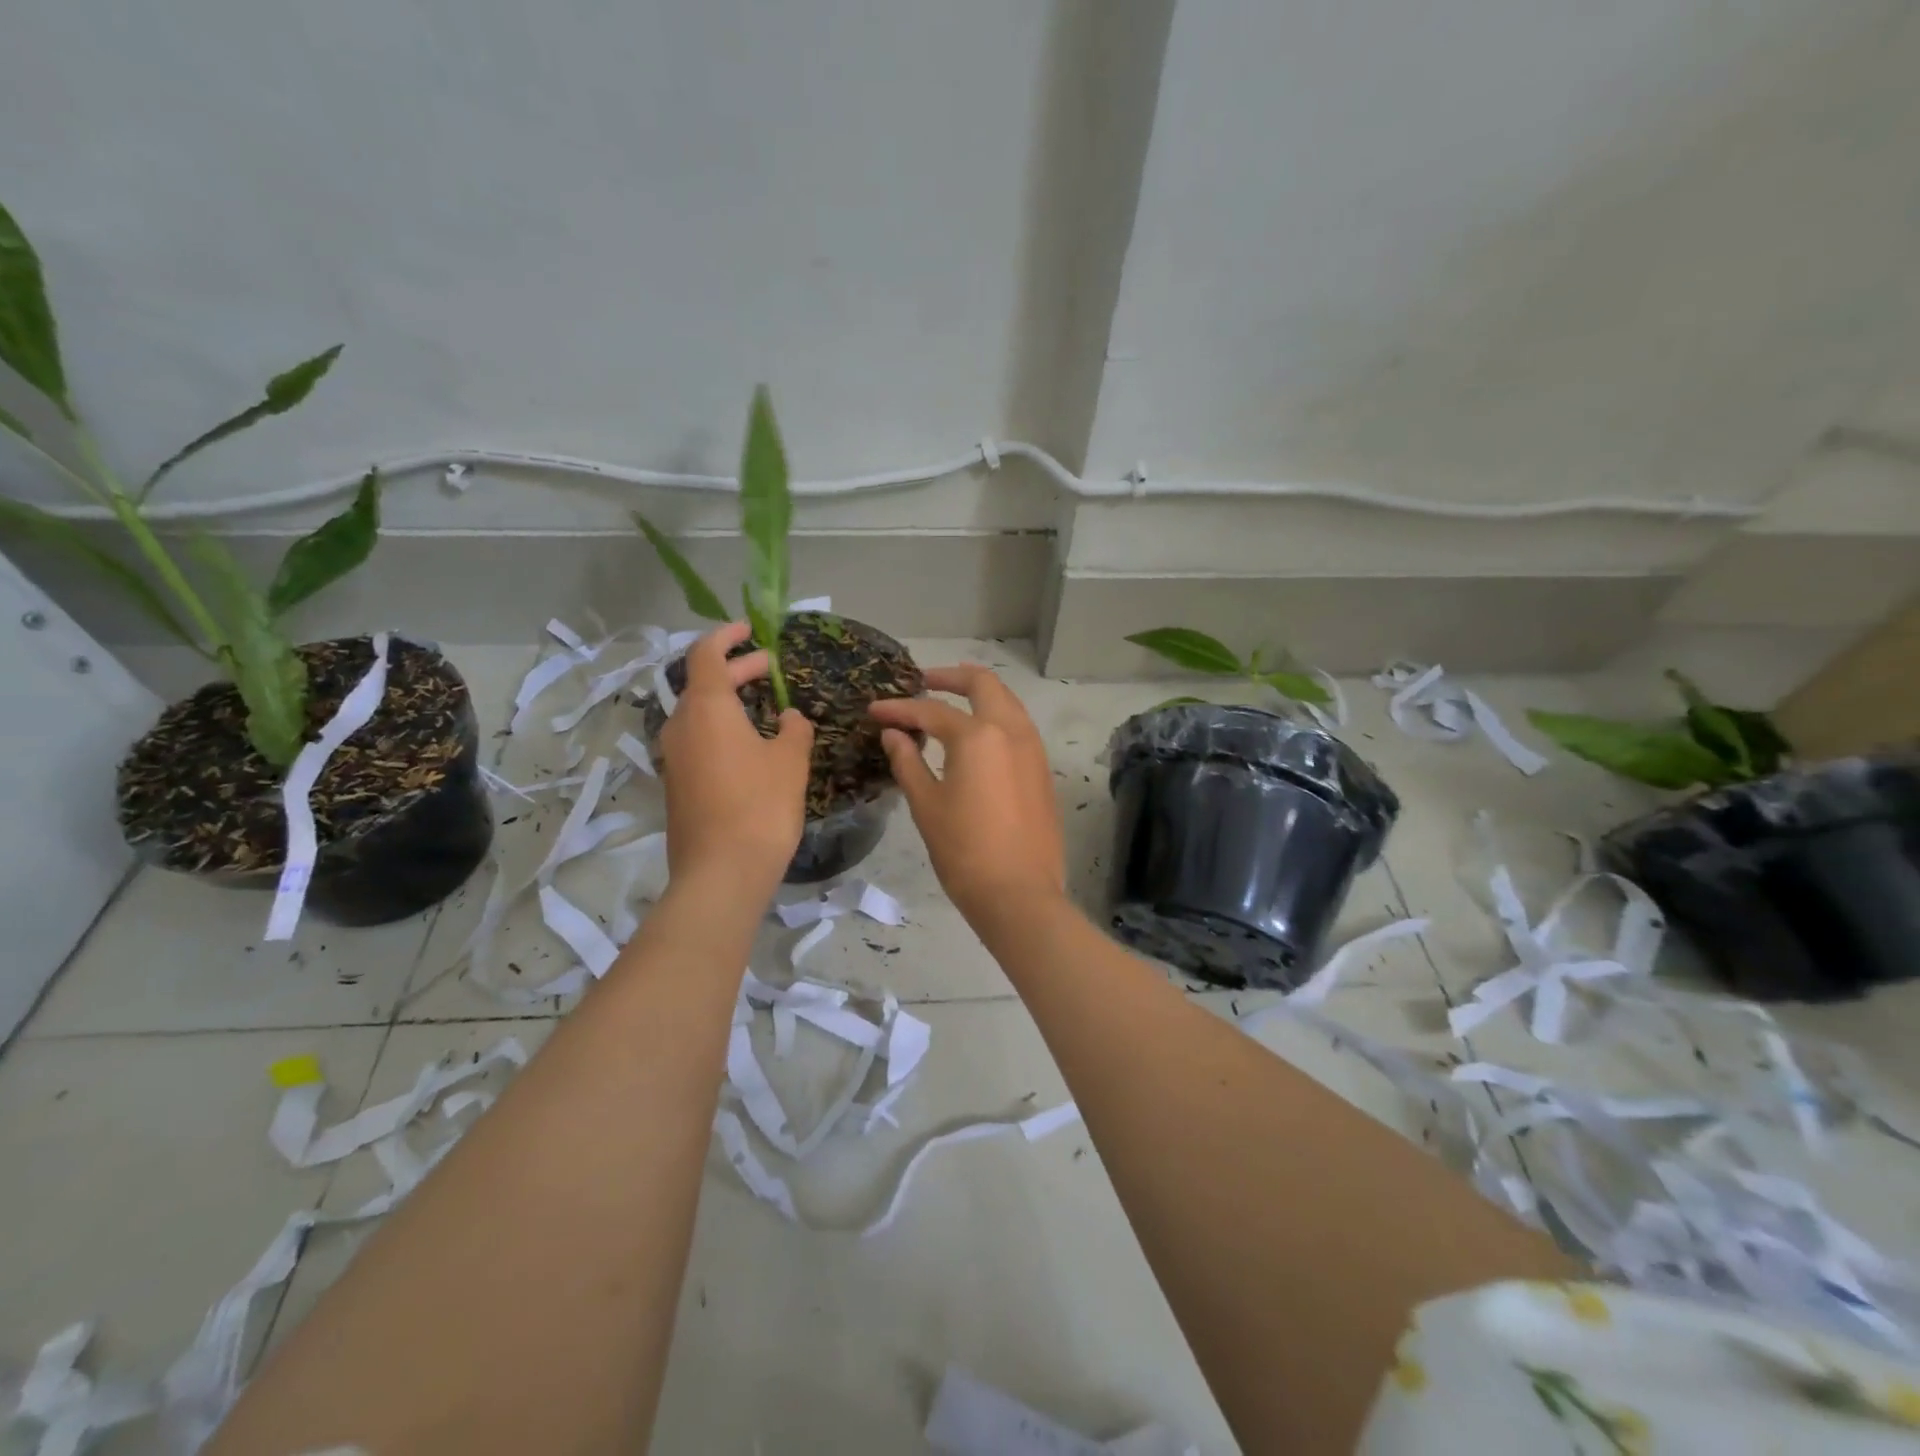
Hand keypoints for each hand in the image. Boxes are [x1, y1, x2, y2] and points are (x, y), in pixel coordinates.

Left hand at [659, 622, 813, 905]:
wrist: (721, 873)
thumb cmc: (761, 806)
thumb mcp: (790, 761)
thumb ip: (794, 730)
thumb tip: (789, 718)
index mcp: (706, 708)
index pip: (706, 654)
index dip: (728, 636)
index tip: (751, 630)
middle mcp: (680, 726)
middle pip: (702, 683)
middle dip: (736, 670)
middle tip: (769, 668)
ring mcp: (673, 757)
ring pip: (699, 714)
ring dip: (729, 701)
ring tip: (764, 705)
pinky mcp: (676, 784)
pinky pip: (697, 740)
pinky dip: (721, 728)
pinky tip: (750, 745)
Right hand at [869, 665, 1064, 921]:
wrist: (1019, 894)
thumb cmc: (964, 851)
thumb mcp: (926, 805)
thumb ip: (908, 761)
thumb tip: (893, 734)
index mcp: (979, 735)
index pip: (931, 711)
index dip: (899, 709)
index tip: (874, 710)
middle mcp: (1011, 730)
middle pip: (983, 683)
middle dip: (950, 676)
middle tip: (922, 682)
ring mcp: (1033, 749)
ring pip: (1006, 701)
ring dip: (977, 694)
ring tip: (948, 704)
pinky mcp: (1042, 769)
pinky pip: (1017, 726)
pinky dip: (994, 717)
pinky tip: (974, 736)